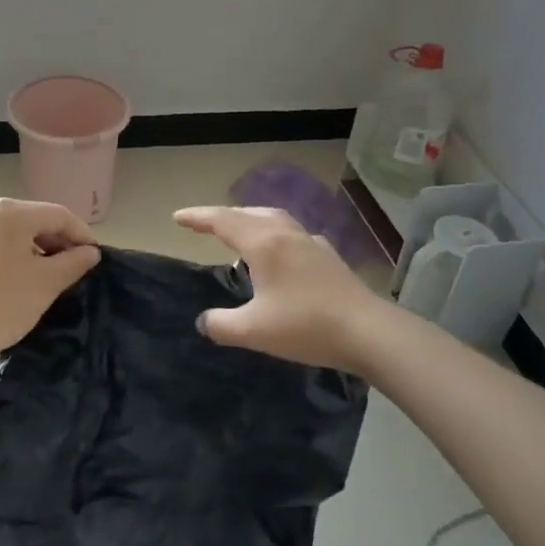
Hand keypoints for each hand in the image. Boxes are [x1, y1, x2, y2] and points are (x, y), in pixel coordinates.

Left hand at [0, 198, 101, 367]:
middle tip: (75, 268)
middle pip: (34, 221)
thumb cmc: (2, 303)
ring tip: (49, 277)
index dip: (82, 234)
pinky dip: (12, 258)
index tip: (96, 257)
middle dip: (58, 242)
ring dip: (36, 251)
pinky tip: (17, 282)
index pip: (58, 215)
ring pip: (12, 234)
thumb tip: (90, 252)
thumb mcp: (46, 283)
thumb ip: (73, 262)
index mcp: (10, 212)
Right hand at [174, 206, 390, 373]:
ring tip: (239, 232)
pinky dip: (275, 233)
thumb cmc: (305, 326)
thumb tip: (205, 321)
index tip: (177, 217)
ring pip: (273, 218)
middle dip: (221, 216)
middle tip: (203, 224)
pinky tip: (281, 251)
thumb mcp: (253, 331)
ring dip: (250, 219)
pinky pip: (292, 233)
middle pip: (247, 213)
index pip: (222, 221)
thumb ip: (221, 325)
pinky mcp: (328, 256)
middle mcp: (285, 234)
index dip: (197, 217)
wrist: (367, 331)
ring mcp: (310, 242)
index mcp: (263, 244)